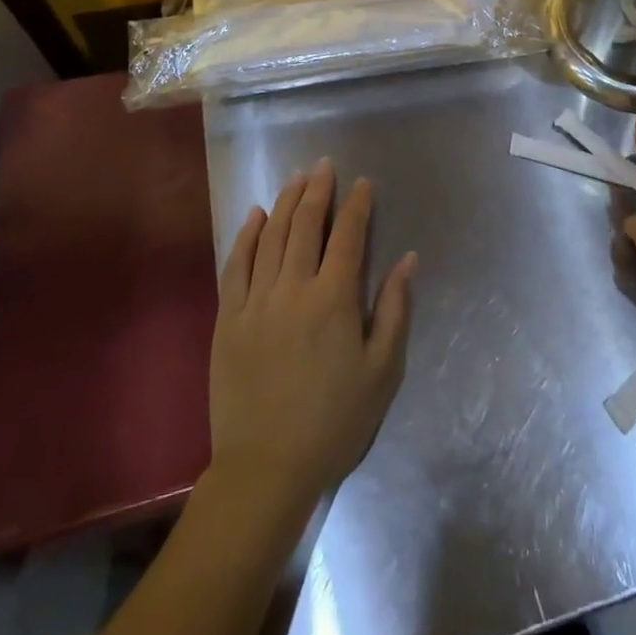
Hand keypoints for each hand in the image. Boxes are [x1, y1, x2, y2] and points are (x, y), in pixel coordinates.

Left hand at [209, 161, 415, 519]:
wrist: (266, 469)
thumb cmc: (334, 421)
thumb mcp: (383, 372)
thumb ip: (395, 309)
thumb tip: (408, 258)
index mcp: (334, 300)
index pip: (348, 236)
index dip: (357, 205)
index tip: (363, 183)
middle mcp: (293, 288)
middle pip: (306, 225)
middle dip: (318, 190)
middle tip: (325, 165)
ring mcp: (256, 301)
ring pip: (271, 236)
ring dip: (286, 202)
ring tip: (296, 178)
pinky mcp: (227, 318)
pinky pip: (236, 265)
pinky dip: (247, 235)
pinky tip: (256, 216)